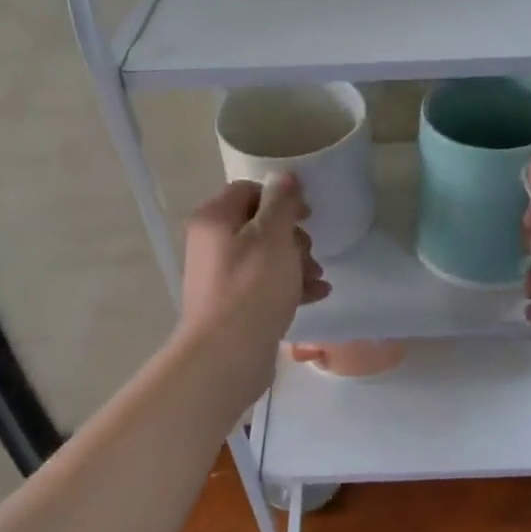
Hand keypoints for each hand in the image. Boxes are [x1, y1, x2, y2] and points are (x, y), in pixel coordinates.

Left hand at [178, 174, 329, 391]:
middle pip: (259, 225)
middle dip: (293, 237)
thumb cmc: (253, 286)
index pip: (248, 190)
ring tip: (318, 278)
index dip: (280, 197)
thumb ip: (281, 202)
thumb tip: (284, 177)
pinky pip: (265, 284)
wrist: (228, 354)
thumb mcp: (273, 235)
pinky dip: (289, 285)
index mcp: (215, 219)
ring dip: (297, 262)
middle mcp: (212, 243)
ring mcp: (221, 276)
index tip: (306, 214)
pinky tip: (316, 295)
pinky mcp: (234, 304)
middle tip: (310, 252)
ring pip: (266, 256)